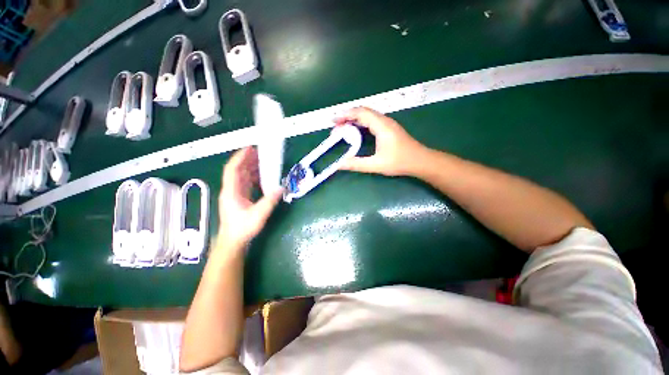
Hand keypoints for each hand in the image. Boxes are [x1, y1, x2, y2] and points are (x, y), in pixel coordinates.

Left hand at [217, 147, 282, 249]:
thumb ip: (270, 201)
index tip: (250, 148)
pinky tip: (262, 175)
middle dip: (247, 159)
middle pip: (237, 170)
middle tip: (260, 151)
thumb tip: (282, 188)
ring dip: (251, 167)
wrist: (233, 241)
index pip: (232, 169)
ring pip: (242, 176)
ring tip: (262, 160)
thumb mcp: (258, 215)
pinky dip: (253, 176)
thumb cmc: (242, 229)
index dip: (240, 157)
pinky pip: (246, 182)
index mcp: (231, 191)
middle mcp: (231, 190)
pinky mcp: (239, 197)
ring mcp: (235, 193)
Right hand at [335, 107, 428, 176]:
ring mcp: (387, 123)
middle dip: (347, 117)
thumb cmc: (400, 162)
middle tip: (336, 127)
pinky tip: (356, 131)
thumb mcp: (376, 165)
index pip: (361, 113)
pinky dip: (361, 123)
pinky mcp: (389, 128)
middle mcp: (384, 121)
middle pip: (363, 112)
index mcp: (381, 126)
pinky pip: (371, 121)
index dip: (345, 115)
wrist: (420, 161)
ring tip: (343, 129)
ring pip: (367, 116)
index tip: (334, 121)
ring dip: (354, 120)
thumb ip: (357, 164)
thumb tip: (339, 164)